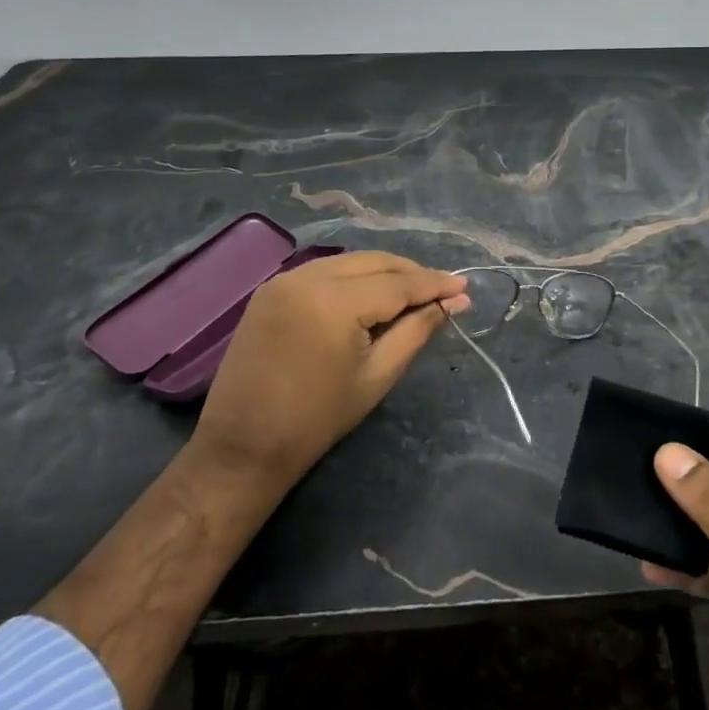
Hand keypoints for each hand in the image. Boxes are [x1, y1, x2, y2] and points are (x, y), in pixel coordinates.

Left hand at [191, 251, 468, 489]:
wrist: (243, 447)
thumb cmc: (317, 419)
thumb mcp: (378, 374)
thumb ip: (418, 330)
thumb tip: (455, 303)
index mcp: (334, 301)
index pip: (398, 283)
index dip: (435, 284)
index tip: (465, 287)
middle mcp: (307, 277)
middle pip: (374, 262)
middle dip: (412, 273)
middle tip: (445, 289)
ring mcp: (284, 280)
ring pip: (350, 262)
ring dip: (384, 272)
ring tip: (414, 292)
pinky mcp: (271, 290)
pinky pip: (325, 271)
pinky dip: (354, 277)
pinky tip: (372, 294)